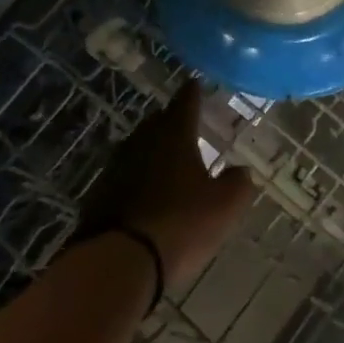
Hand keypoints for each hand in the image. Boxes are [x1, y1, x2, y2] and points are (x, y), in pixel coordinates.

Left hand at [79, 81, 252, 294]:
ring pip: (140, 147)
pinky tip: (147, 193)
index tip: (195, 83)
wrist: (120, 259)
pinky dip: (138, 177)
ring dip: (154, 151)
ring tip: (168, 161)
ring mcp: (117, 164)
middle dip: (172, 122)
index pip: (185, 102)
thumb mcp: (223, 208)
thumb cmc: (180, 225)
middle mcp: (142, 140)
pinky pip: (126, 175)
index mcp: (173, 135)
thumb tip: (242, 171)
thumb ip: (237, 184)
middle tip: (186, 126)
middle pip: (159, 122)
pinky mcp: (101, 191)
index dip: (193, 92)